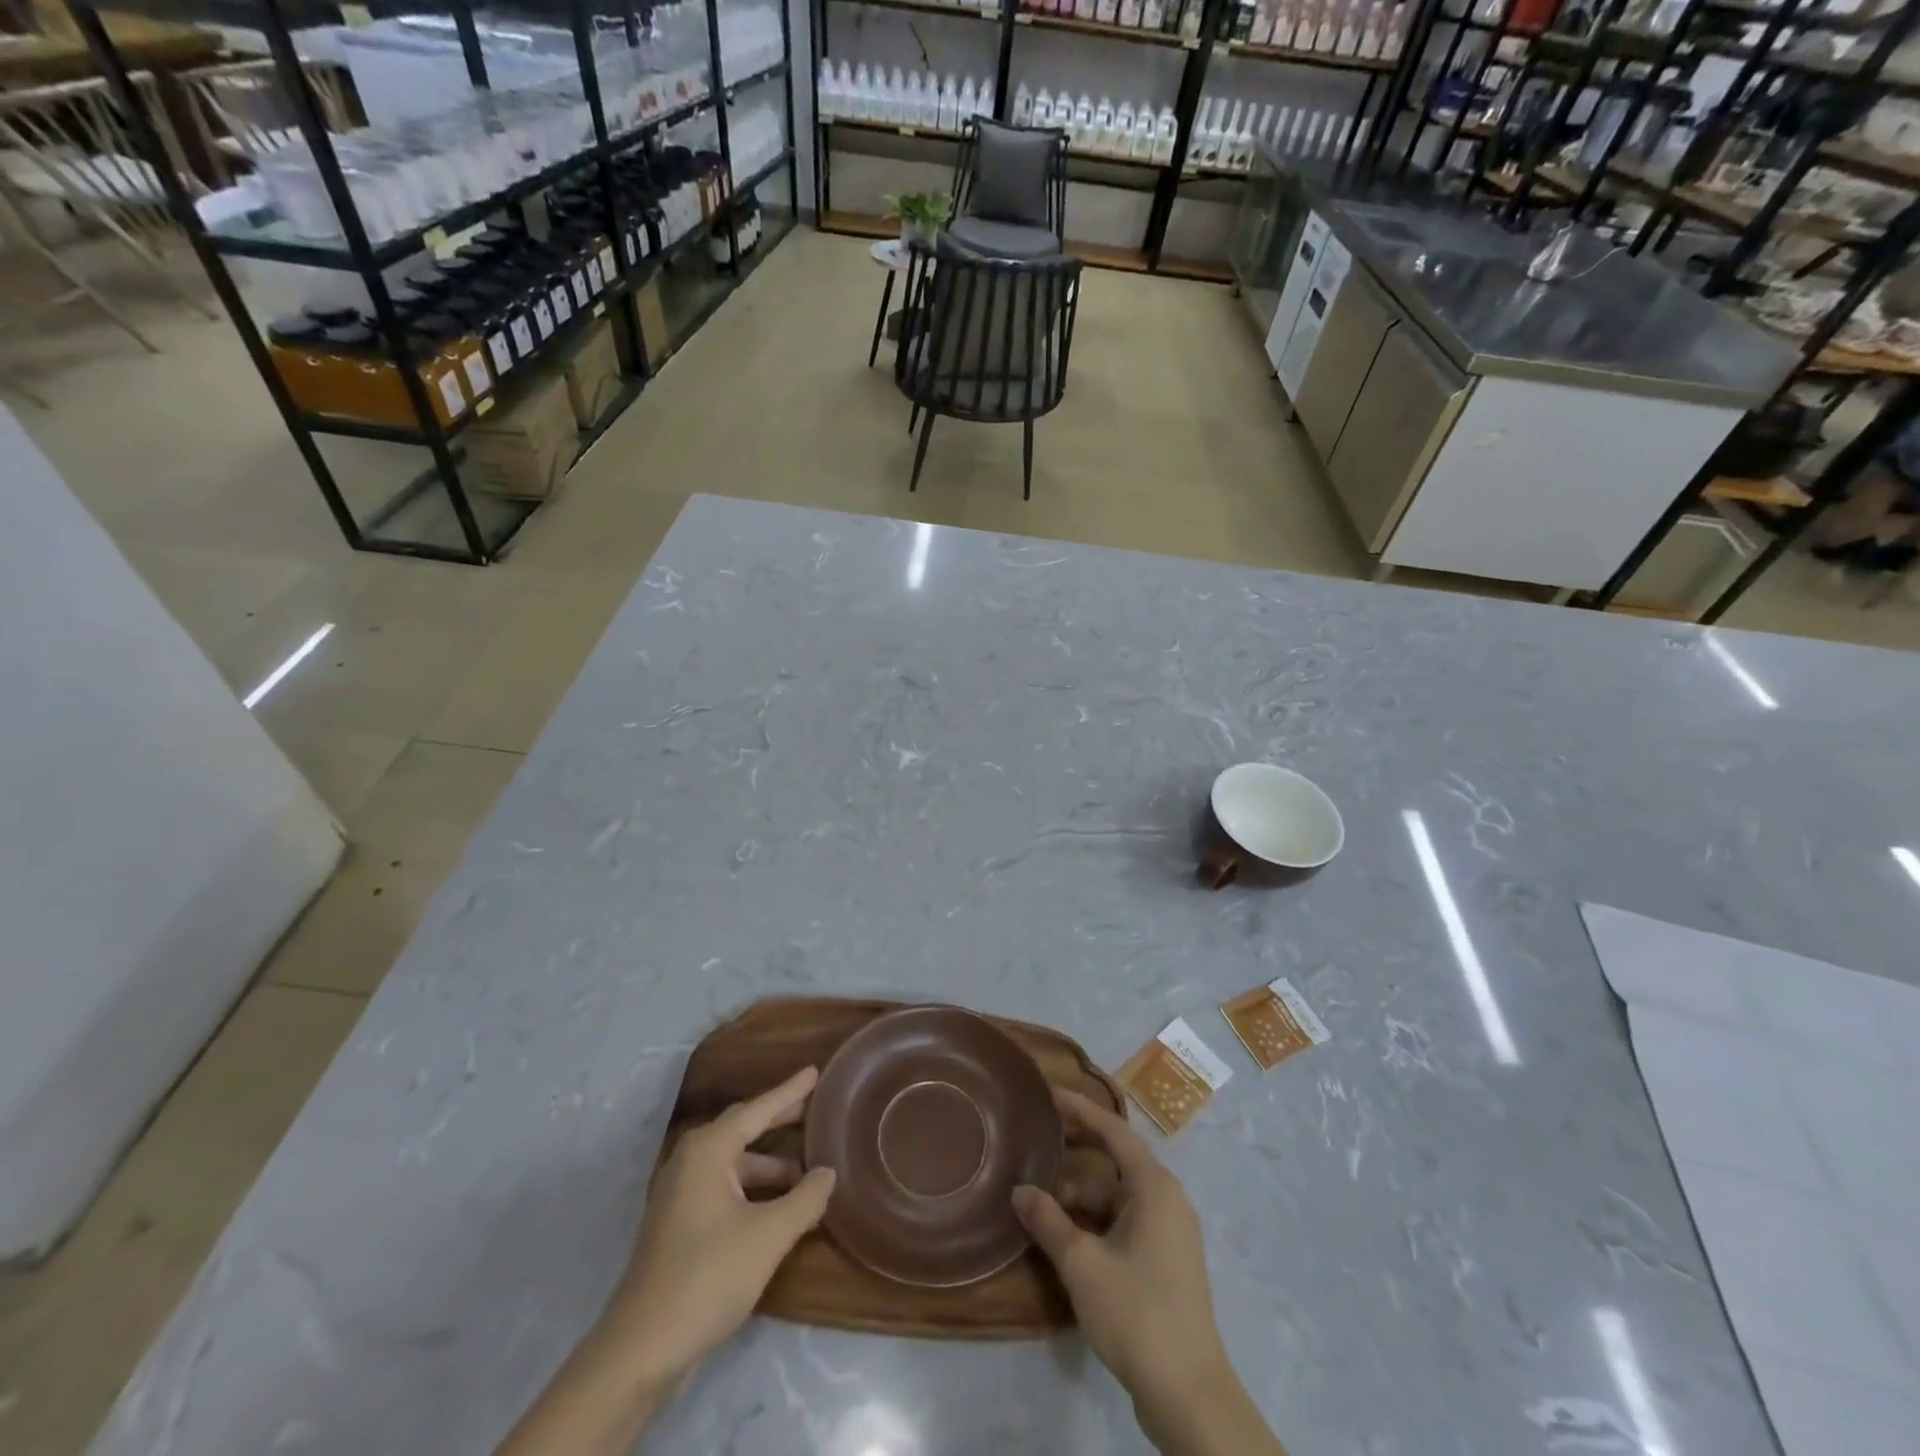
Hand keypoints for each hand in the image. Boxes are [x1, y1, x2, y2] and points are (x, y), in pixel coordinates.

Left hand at [495, 1068, 833, 1455]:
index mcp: (708, 1150)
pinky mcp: (678, 1225)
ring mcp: (680, 1194)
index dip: (790, 1091)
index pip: (758, 1109)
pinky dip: (753, 1189)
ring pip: (735, 1164)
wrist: (641, 1350)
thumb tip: (828, 1172)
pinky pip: (724, 1188)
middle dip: (779, 1121)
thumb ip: (805, 1199)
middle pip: (743, 1130)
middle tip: (816, 1111)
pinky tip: (778, 1207)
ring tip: (807, 1173)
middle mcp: (690, 1161)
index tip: (816, 1072)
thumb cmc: (708, 1277)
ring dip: (770, 1166)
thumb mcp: (769, 1236)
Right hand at [1013, 1091, 1284, 1455]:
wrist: (1189, 1394)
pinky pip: (1127, 1219)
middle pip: (1117, 1158)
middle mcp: (1167, 1198)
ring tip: (1042, 1199)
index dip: (1080, 1109)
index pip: (1113, 1130)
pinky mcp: (1167, 1260)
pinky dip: (1097, 1218)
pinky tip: (1067, 1232)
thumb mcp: (1082, 1265)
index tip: (1048, 1094)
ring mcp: (1170, 1231)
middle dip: (1078, 1149)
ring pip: (1119, 1194)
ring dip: (1082, 1193)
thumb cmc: (1137, 1313)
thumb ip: (1048, 1221)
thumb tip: (1020, 1191)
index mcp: (1154, 1186)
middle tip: (1039, 1137)